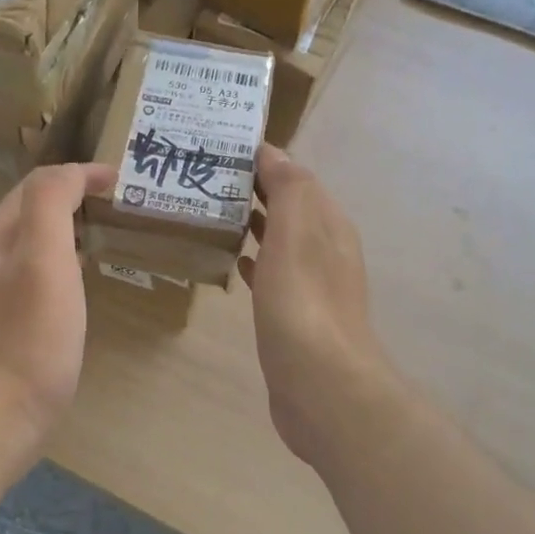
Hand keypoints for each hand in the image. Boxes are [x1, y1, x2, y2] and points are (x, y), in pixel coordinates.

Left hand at [0, 162, 113, 453]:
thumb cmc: (27, 336)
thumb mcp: (43, 258)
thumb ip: (51, 203)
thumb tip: (73, 172)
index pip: (40, 182)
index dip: (81, 173)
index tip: (123, 180)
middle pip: (34, 208)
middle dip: (75, 194)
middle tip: (120, 201)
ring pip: (37, 240)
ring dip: (71, 226)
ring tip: (108, 230)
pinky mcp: (10, 320)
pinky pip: (41, 271)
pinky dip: (67, 259)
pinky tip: (84, 278)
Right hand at [240, 146, 391, 464]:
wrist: (321, 385)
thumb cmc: (303, 303)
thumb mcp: (297, 234)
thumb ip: (289, 188)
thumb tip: (273, 152)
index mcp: (329, 225)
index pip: (297, 178)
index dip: (264, 160)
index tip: (220, 148)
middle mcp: (326, 250)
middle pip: (289, 208)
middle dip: (254, 190)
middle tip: (205, 178)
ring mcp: (312, 286)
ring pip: (280, 241)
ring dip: (253, 223)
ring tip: (210, 212)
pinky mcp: (295, 317)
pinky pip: (272, 275)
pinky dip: (255, 260)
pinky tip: (235, 261)